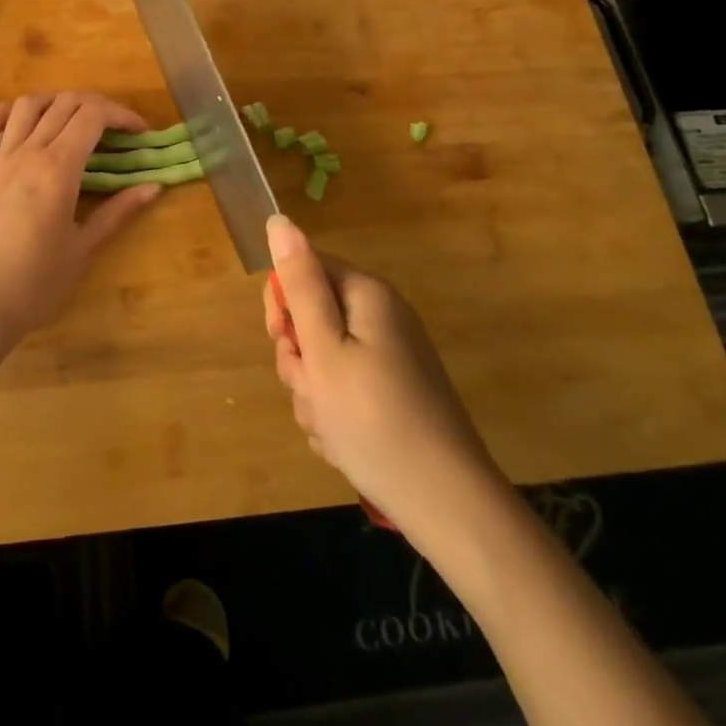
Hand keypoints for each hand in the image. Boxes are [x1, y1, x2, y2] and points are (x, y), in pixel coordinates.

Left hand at [0, 92, 161, 339]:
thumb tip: (154, 186)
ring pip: (26, 106)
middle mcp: (27, 153)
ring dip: (55, 101)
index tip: (140, 132)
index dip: (121, 114)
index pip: (93, 116)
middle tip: (116, 128)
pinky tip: (21, 119)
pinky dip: (5, 113)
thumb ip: (118, 211)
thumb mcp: (84, 248)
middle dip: (97, 105)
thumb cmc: (37, 283)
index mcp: (58, 169)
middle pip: (64, 103)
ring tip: (73, 118)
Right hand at [263, 216, 499, 528]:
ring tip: (331, 427)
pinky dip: (335, 413)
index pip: (303, 269)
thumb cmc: (374, 420)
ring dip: (313, 393)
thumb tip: (279, 220)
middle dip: (299, 358)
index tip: (286, 344)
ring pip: (323, 359)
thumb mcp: (323, 349)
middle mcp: (381, 316)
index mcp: (366, 294)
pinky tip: (344, 443)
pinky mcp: (394, 392)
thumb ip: (299, 283)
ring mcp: (390, 356)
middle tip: (313, 391)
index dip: (283, 306)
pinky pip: (345, 389)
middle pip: (312, 317)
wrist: (447, 506)